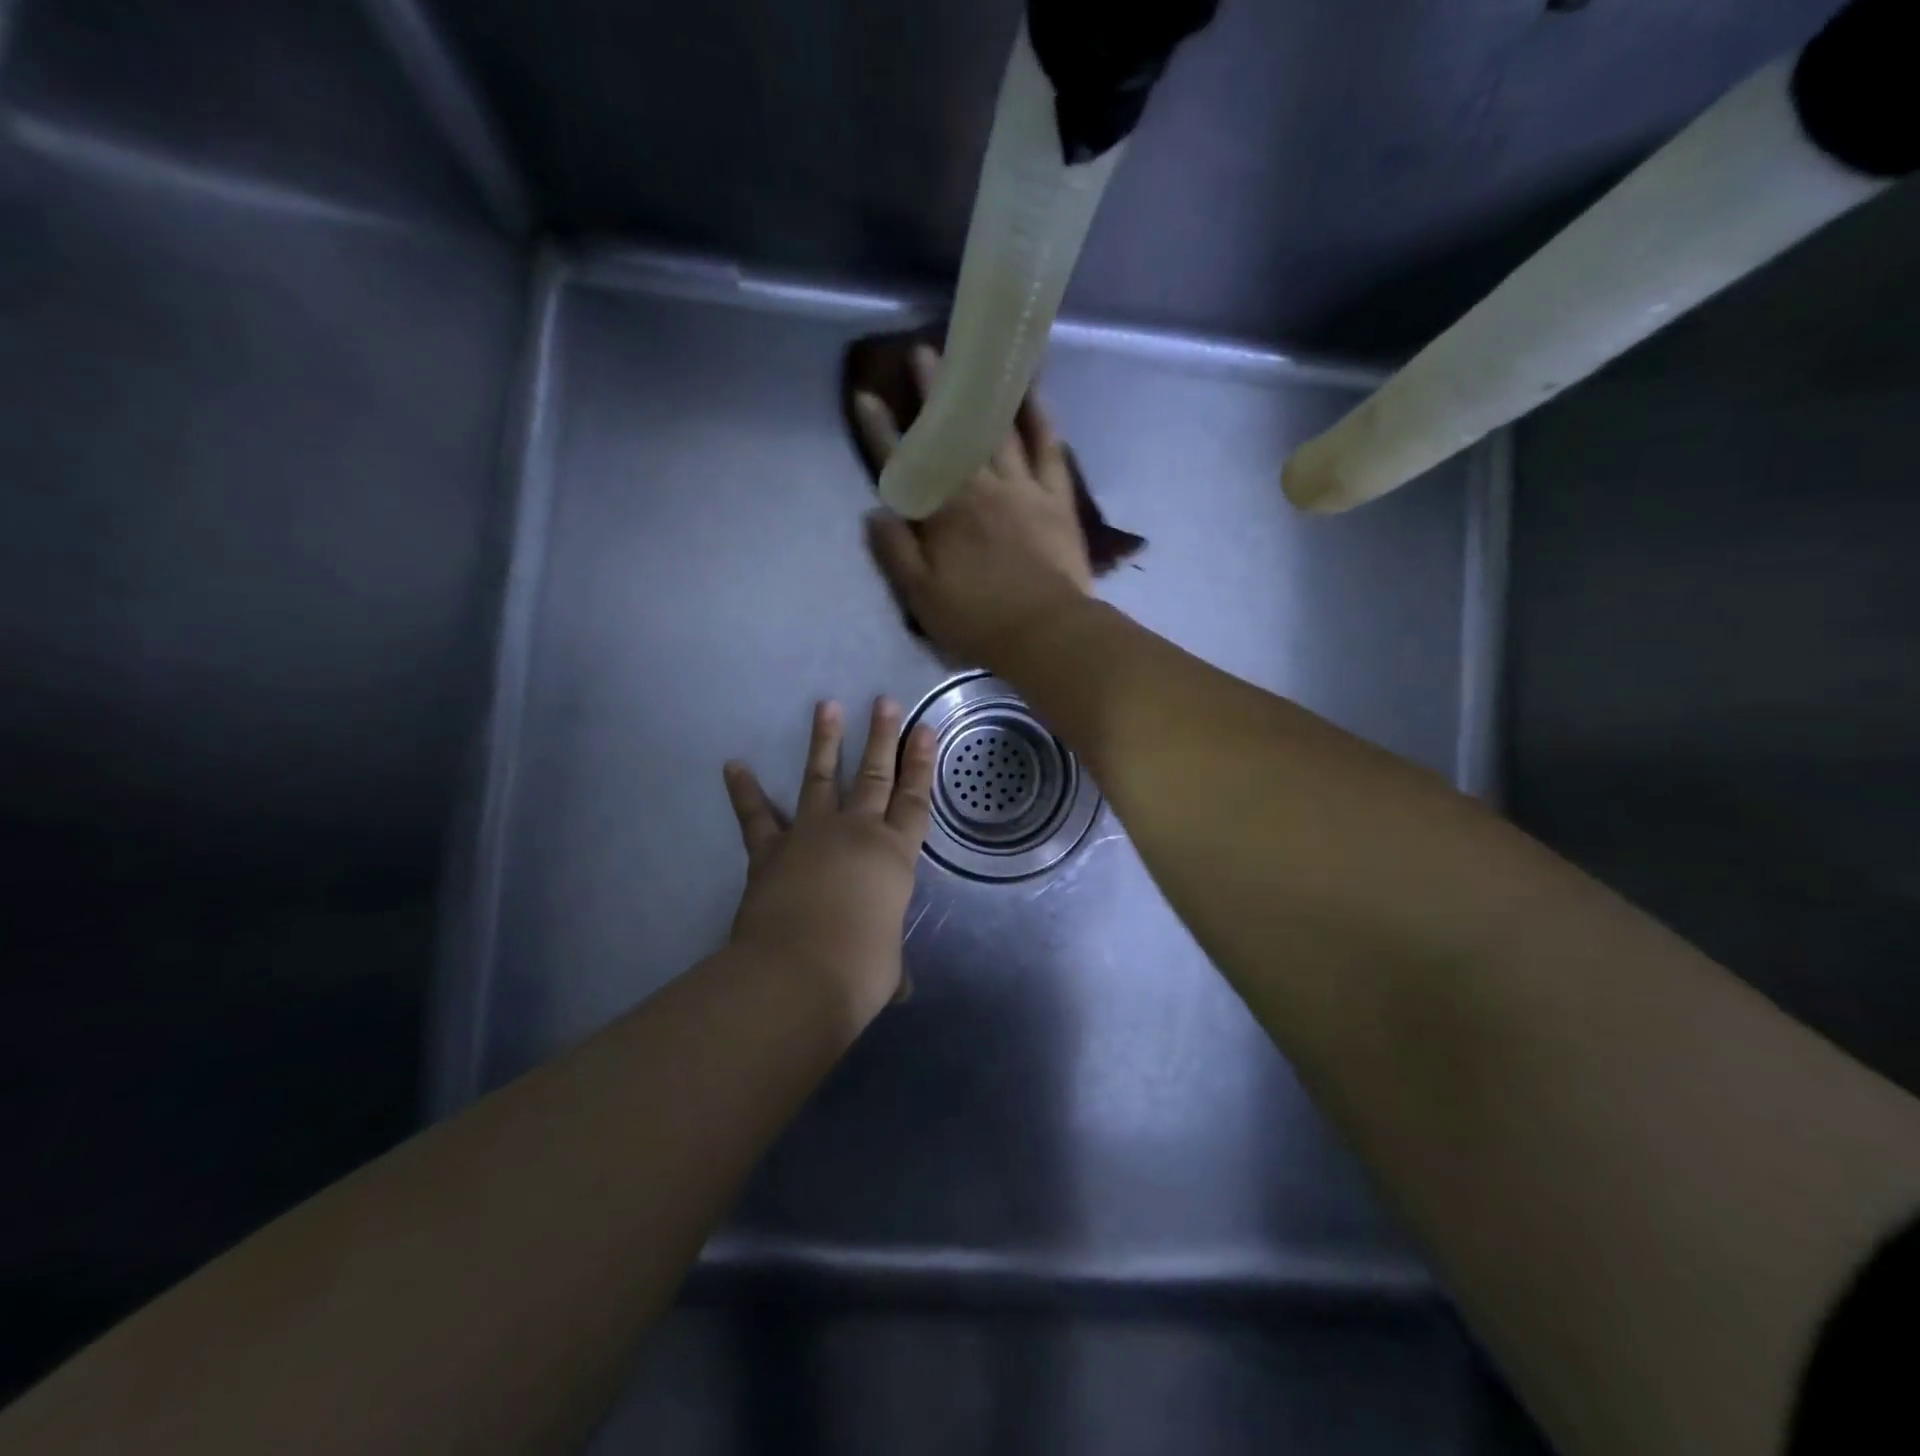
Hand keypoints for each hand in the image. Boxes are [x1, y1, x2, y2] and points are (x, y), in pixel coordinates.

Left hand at [723, 697, 935, 1023]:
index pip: (914, 800)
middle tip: (885, 701)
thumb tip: (897, 988)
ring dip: (824, 742)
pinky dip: (744, 790)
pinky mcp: (770, 850)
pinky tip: (733, 764)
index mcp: (894, 857)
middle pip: (875, 776)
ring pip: (821, 779)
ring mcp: (810, 835)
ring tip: (826, 706)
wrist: (798, 972)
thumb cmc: (859, 969)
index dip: (921, 764)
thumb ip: (890, 967)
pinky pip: (756, 816)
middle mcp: (856, 833)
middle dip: (883, 737)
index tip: (925, 729)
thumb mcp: (886, 969)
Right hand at [856, 345, 1093, 671]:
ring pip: (997, 430)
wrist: (1046, 633)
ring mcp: (1020, 488)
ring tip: (974, 358)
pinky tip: (1032, 392)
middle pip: (952, 434)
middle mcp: (978, 489)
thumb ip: (895, 552)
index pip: (903, 465)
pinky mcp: (1055, 497)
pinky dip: (1040, 418)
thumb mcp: (922, 597)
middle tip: (922, 353)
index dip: (880, 431)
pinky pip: (1048, 448)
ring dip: (981, 393)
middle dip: (934, 394)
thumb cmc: (978, 621)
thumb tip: (875, 512)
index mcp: (942, 515)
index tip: (865, 397)